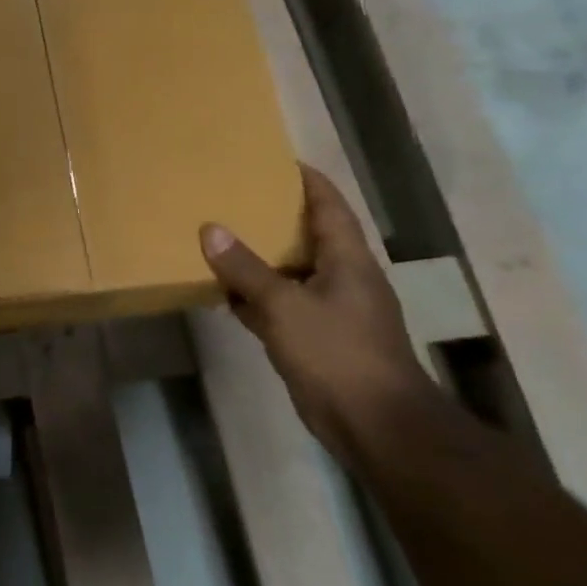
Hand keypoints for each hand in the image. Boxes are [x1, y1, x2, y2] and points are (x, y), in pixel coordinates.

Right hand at [200, 164, 429, 461]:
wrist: (376, 426)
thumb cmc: (338, 354)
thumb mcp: (284, 306)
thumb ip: (245, 268)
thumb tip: (210, 229)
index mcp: (348, 260)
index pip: (329, 205)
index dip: (306, 180)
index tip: (274, 159)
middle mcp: (343, 279)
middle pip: (307, 235)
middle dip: (272, 216)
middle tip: (233, 196)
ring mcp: (331, 311)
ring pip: (290, 272)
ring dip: (259, 258)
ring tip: (220, 237)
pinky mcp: (316, 339)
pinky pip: (280, 305)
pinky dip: (255, 296)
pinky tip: (224, 293)